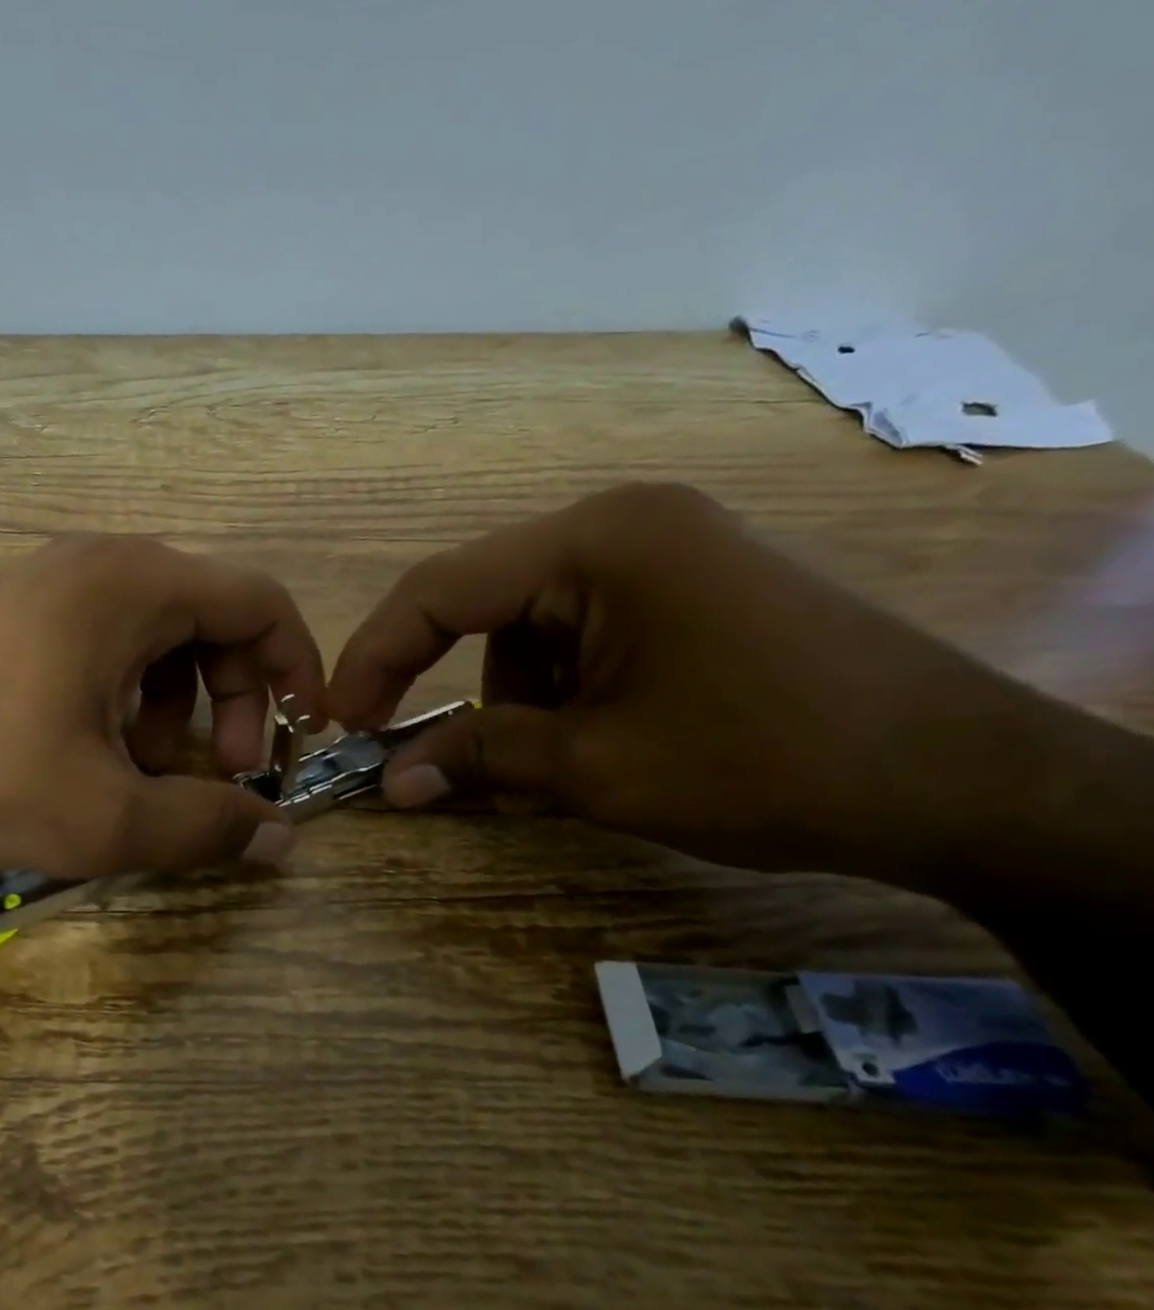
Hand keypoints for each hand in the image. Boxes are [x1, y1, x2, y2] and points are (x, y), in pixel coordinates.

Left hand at [0, 535, 325, 876]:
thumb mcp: (101, 815)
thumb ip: (206, 827)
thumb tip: (283, 840)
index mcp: (134, 584)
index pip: (260, 601)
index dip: (297, 666)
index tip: (302, 733)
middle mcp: (100, 563)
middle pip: (212, 618)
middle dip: (234, 699)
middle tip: (220, 774)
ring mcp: (51, 580)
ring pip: (158, 634)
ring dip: (179, 704)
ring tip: (147, 772)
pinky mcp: (16, 609)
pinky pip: (107, 639)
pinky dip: (129, 693)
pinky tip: (95, 749)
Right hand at [328, 482, 1050, 879]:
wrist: (969, 785)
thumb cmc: (771, 765)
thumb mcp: (600, 769)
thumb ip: (480, 759)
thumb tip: (390, 785)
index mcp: (597, 542)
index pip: (439, 589)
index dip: (374, 656)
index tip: (339, 718)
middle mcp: (621, 524)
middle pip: (482, 602)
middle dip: (443, 681)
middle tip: (412, 750)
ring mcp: (660, 550)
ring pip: (530, 625)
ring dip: (512, 698)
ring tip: (540, 766)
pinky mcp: (685, 586)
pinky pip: (581, 632)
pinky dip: (560, 691)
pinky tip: (587, 743)